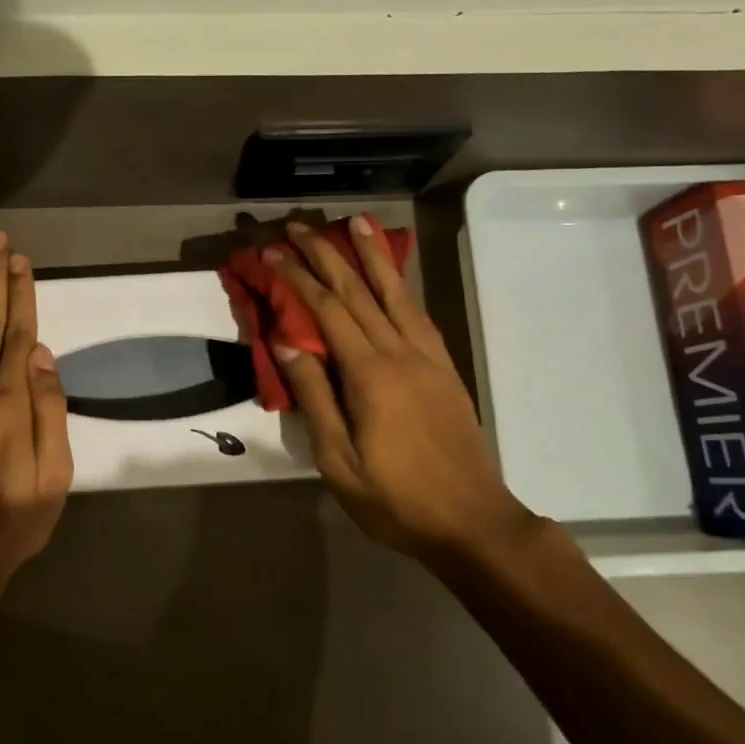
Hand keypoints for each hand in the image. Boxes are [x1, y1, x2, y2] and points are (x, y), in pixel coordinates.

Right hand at [268, 216, 541, 570]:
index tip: (272, 252)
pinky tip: (393, 276)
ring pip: (395, 293)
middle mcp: (400, 352)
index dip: (297, 278)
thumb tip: (285, 341)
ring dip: (373, 255)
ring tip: (357, 222)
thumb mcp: (338, 460)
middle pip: (358, 291)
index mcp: (370, 374)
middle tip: (299, 226)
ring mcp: (428, 357)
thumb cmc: (395, 498)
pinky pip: (418, 313)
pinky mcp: (445, 368)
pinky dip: (401, 285)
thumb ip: (313, 397)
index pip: (327, 310)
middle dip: (327, 254)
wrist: (472, 521)